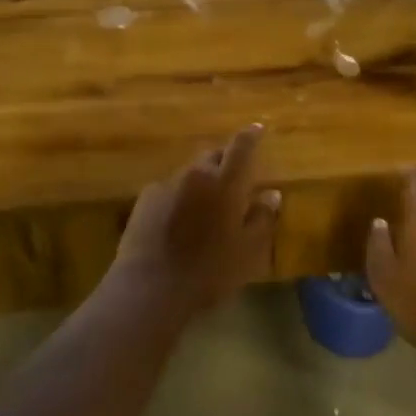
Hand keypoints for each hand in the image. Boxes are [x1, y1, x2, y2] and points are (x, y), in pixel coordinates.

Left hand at [112, 125, 281, 315]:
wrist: (150, 287)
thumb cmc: (209, 271)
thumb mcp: (248, 250)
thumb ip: (262, 218)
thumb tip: (271, 195)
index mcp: (225, 183)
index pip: (241, 147)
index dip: (251, 135)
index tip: (258, 128)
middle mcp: (194, 175)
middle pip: (212, 156)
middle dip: (225, 160)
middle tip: (234, 177)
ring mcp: (165, 185)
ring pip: (190, 173)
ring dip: (201, 181)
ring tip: (207, 204)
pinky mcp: (143, 200)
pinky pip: (168, 189)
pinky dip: (179, 196)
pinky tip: (179, 219)